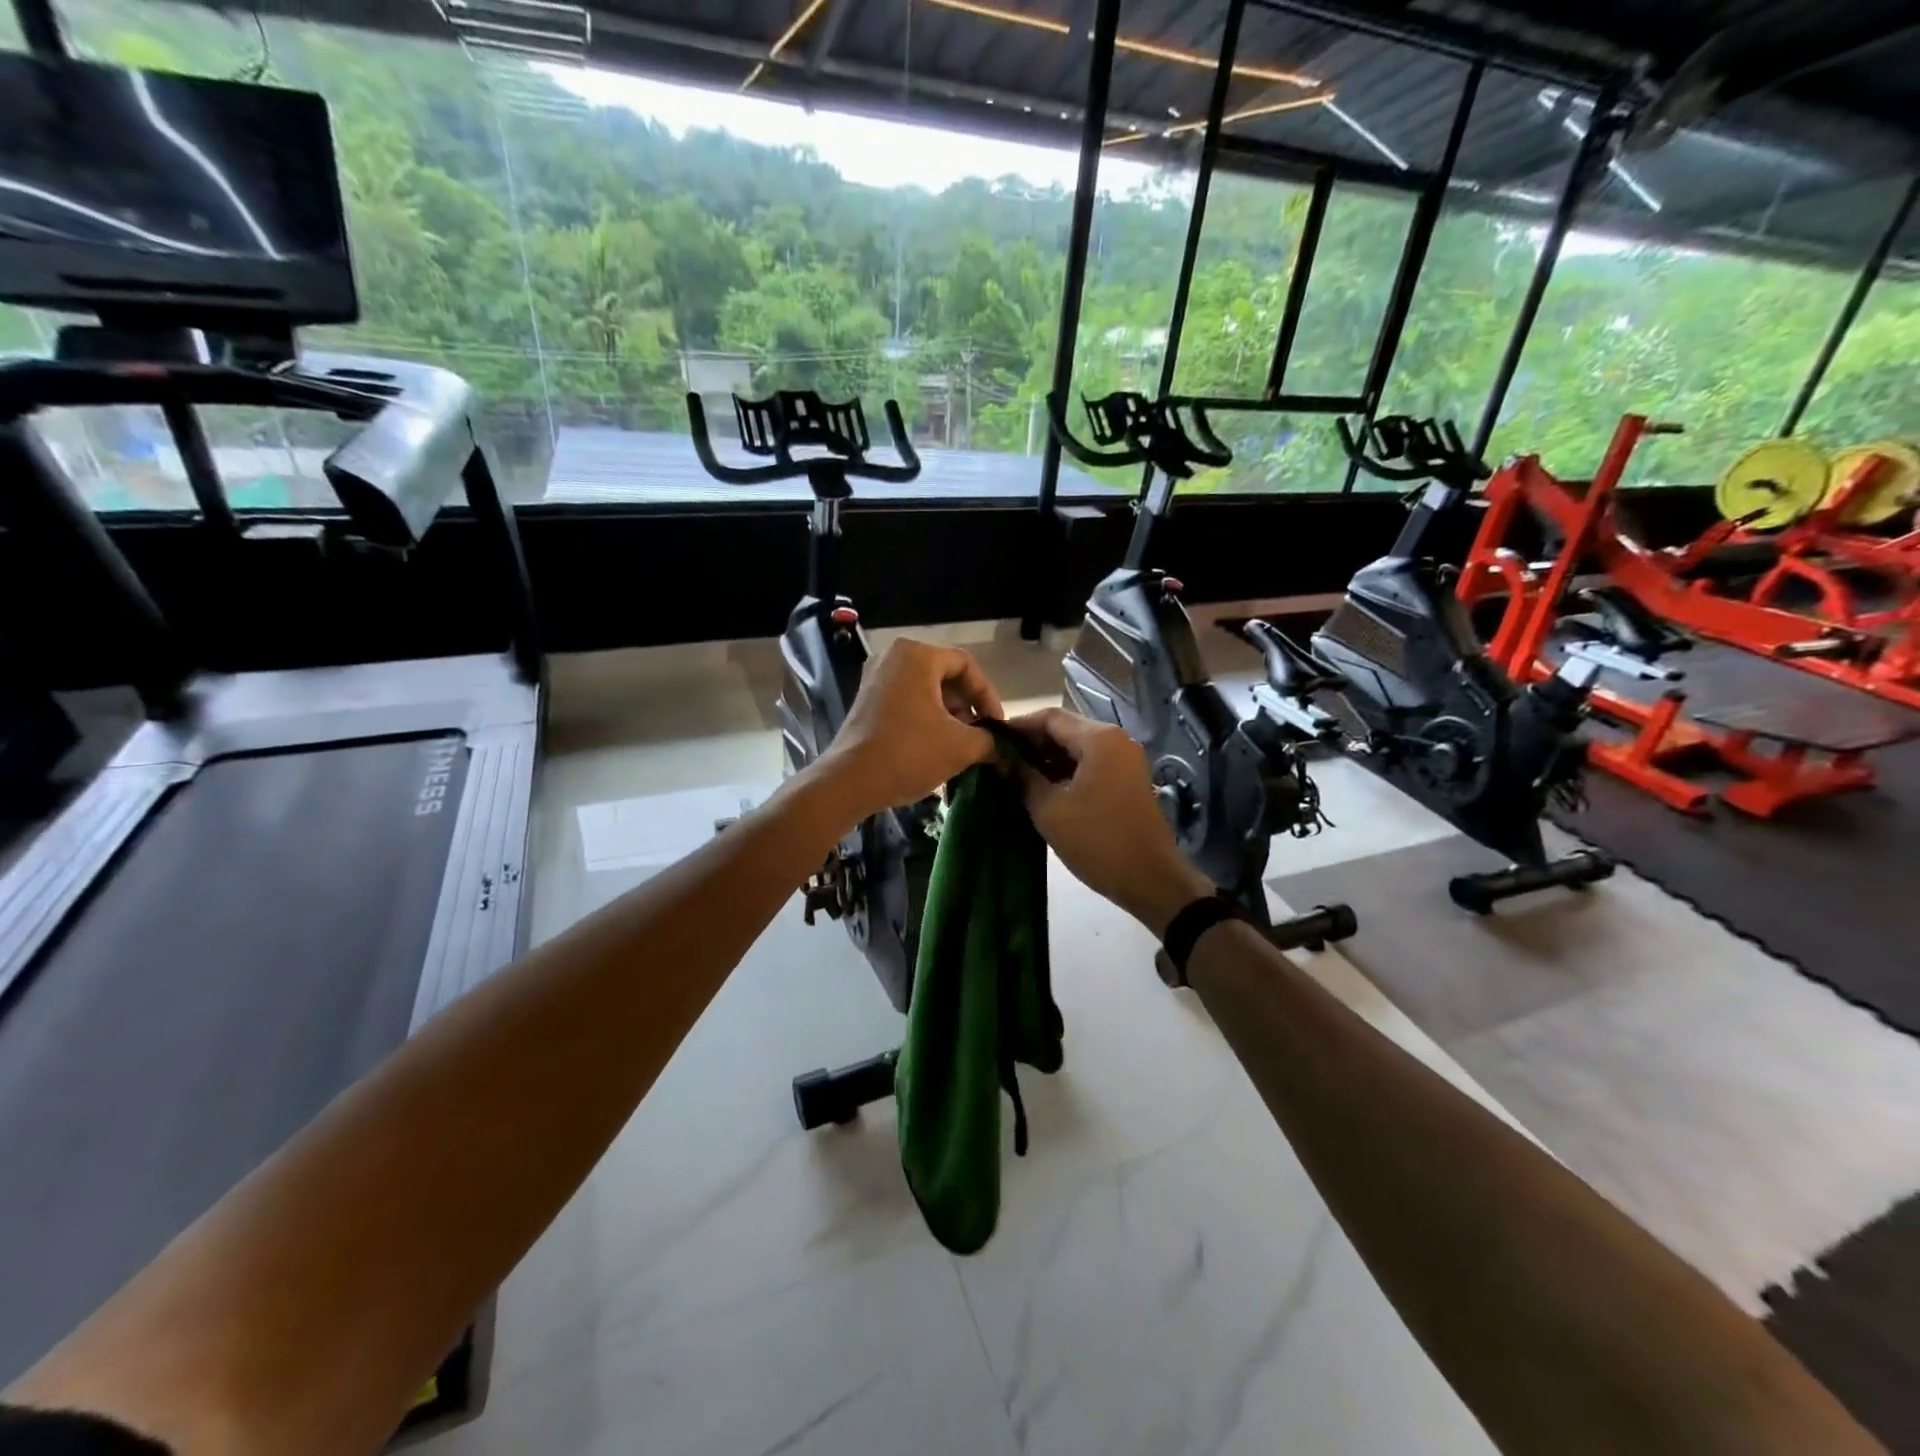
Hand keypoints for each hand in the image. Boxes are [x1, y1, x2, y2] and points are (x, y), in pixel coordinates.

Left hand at [813, 638, 1002, 820]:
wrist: (849, 781)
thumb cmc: (909, 753)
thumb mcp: (961, 746)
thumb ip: (989, 740)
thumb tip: (1001, 746)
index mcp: (917, 656)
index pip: (967, 666)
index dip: (988, 696)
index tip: (998, 726)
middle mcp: (894, 657)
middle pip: (945, 676)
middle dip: (968, 706)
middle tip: (982, 735)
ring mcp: (876, 678)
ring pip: (926, 689)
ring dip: (949, 714)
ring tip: (962, 744)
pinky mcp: (866, 700)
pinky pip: (907, 700)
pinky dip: (926, 717)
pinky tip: (937, 745)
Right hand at [1010, 707, 1214, 935]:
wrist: (1151, 880)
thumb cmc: (1098, 841)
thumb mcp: (1050, 810)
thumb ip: (1022, 778)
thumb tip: (1000, 759)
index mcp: (1098, 739)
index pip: (1049, 717)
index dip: (1017, 727)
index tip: (990, 741)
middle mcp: (1115, 740)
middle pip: (1065, 729)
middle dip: (1031, 743)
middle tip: (1000, 760)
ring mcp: (1125, 760)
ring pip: (1077, 747)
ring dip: (1047, 758)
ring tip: (1016, 776)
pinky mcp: (1127, 780)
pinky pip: (1090, 764)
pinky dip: (1065, 771)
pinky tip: (1043, 789)